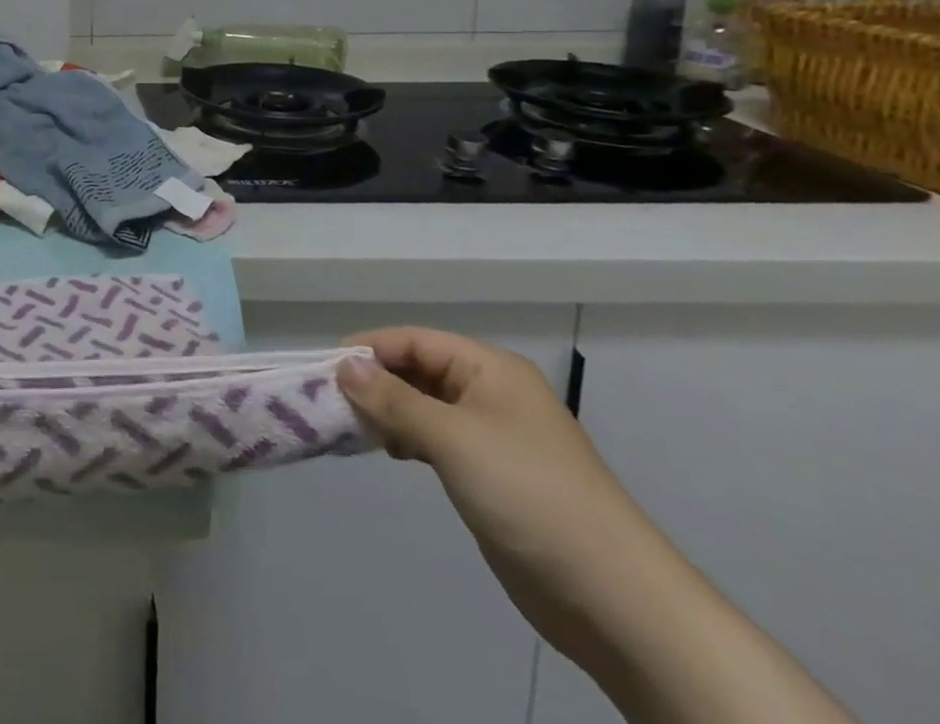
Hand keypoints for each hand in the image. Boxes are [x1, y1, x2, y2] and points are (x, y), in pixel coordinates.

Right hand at [337, 328, 646, 662]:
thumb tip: (344, 367)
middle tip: (328, 400)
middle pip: (417, 370)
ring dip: (387, 411)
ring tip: (350, 427)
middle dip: (374, 381)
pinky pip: (435, 439)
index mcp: (490, 369)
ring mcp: (492, 435)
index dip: (368, 349)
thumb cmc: (530, 496)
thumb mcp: (453, 439)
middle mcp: (490, 393)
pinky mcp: (490, 475)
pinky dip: (406, 439)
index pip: (414, 340)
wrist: (616, 600)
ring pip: (423, 405)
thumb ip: (393, 400)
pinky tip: (387, 452)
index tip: (324, 369)